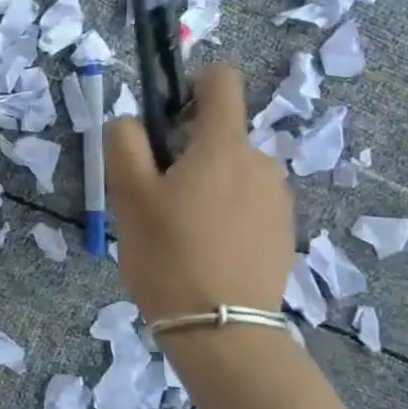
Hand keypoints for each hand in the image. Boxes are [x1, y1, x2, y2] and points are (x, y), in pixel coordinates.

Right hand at [105, 63, 294, 324]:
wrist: (222, 329)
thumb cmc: (168, 254)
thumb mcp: (127, 195)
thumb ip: (125, 143)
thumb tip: (134, 123)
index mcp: (223, 145)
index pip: (222, 79)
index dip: (191, 83)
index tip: (165, 120)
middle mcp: (260, 161)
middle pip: (218, 133)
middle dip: (185, 150)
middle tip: (156, 196)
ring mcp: (277, 197)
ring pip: (230, 170)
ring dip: (204, 183)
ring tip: (179, 229)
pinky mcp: (283, 230)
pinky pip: (246, 201)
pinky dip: (223, 211)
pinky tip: (204, 249)